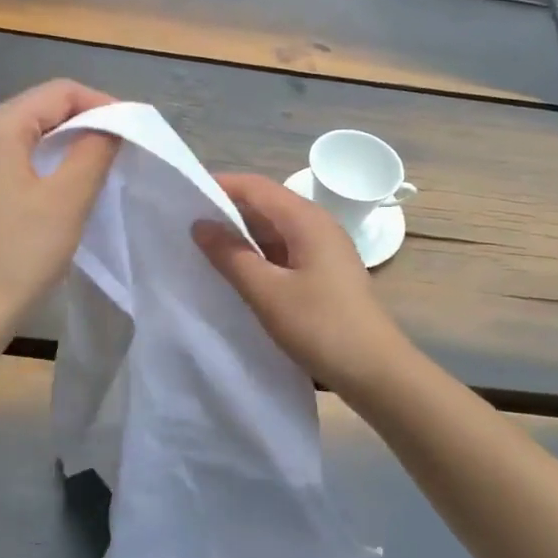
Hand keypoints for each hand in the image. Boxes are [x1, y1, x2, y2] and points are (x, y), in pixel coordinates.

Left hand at [0, 80, 120, 328]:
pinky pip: (13, 158)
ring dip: (66, 144)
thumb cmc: (21, 252)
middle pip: (41, 109)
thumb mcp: (68, 198)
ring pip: (28, 135)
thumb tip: (111, 127)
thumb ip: (94, 151)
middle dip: (85, 123)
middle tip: (122, 148)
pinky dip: (44, 162)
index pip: (59, 92)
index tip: (133, 130)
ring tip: (100, 165)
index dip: (102, 104)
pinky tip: (65, 185)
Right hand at [193, 172, 406, 391]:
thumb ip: (231, 256)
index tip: (181, 195)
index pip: (255, 187)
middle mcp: (317, 225)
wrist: (375, 371)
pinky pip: (283, 251)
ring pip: (273, 230)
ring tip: (201, 248)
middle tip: (184, 224)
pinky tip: (235, 272)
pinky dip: (257, 255)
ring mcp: (323, 249)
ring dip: (240, 236)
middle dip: (226, 211)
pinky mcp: (324, 272)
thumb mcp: (267, 293)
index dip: (219, 186)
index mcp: (306, 219)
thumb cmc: (321, 327)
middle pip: (265, 204)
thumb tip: (200, 224)